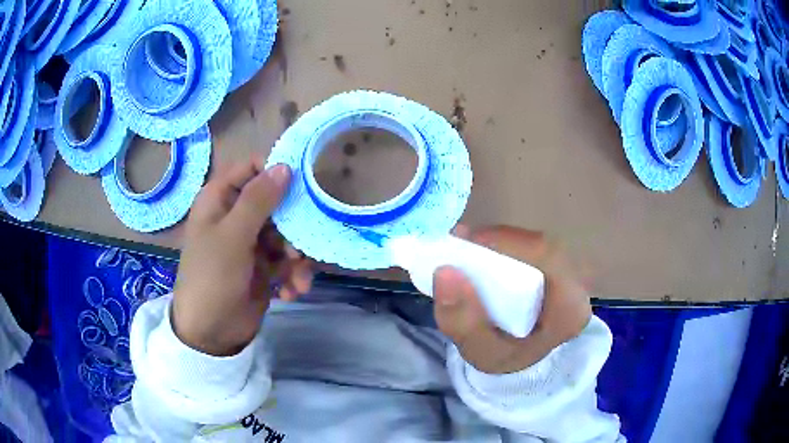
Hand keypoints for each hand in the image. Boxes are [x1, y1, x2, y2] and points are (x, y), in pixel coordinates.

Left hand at [172, 158, 312, 355]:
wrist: (210, 333)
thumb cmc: (212, 277)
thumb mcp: (232, 237)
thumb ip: (258, 200)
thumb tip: (285, 166)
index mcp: (221, 199)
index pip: (253, 168)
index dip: (277, 172)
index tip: (302, 186)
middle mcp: (237, 216)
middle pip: (276, 203)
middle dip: (293, 226)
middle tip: (298, 247)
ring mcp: (251, 242)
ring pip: (286, 234)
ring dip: (297, 258)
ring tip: (298, 279)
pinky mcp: (263, 267)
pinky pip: (286, 260)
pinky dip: (292, 276)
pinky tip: (290, 293)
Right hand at [434, 226, 591, 373]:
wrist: (522, 365)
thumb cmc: (505, 361)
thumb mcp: (479, 352)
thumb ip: (462, 322)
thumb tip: (444, 272)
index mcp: (570, 309)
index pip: (547, 258)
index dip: (506, 242)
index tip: (465, 243)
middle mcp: (577, 286)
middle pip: (540, 246)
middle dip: (497, 241)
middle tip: (458, 243)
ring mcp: (570, 275)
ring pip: (535, 243)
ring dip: (498, 242)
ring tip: (465, 247)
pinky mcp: (557, 269)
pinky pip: (531, 248)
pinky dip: (503, 246)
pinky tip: (482, 253)